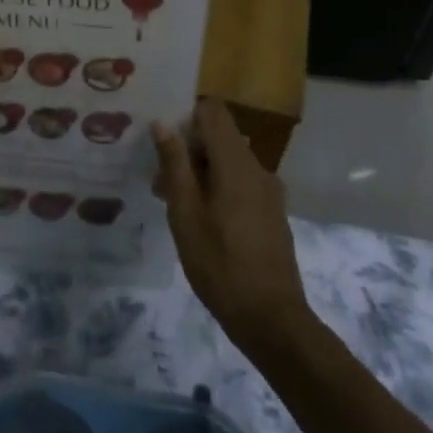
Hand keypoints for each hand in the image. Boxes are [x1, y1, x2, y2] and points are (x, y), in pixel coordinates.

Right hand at [154, 98, 310, 350]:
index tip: (163, 142)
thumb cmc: (220, 265)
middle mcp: (257, 167)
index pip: (213, 111)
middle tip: (159, 182)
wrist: (272, 320)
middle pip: (219, 136)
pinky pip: (241, 182)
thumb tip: (162, 123)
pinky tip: (201, 221)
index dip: (186, 117)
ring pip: (228, 161)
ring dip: (200, 172)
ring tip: (175, 205)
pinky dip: (218, 188)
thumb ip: (174, 164)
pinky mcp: (271, 211)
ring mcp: (268, 190)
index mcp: (236, 162)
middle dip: (188, 150)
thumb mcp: (185, 214)